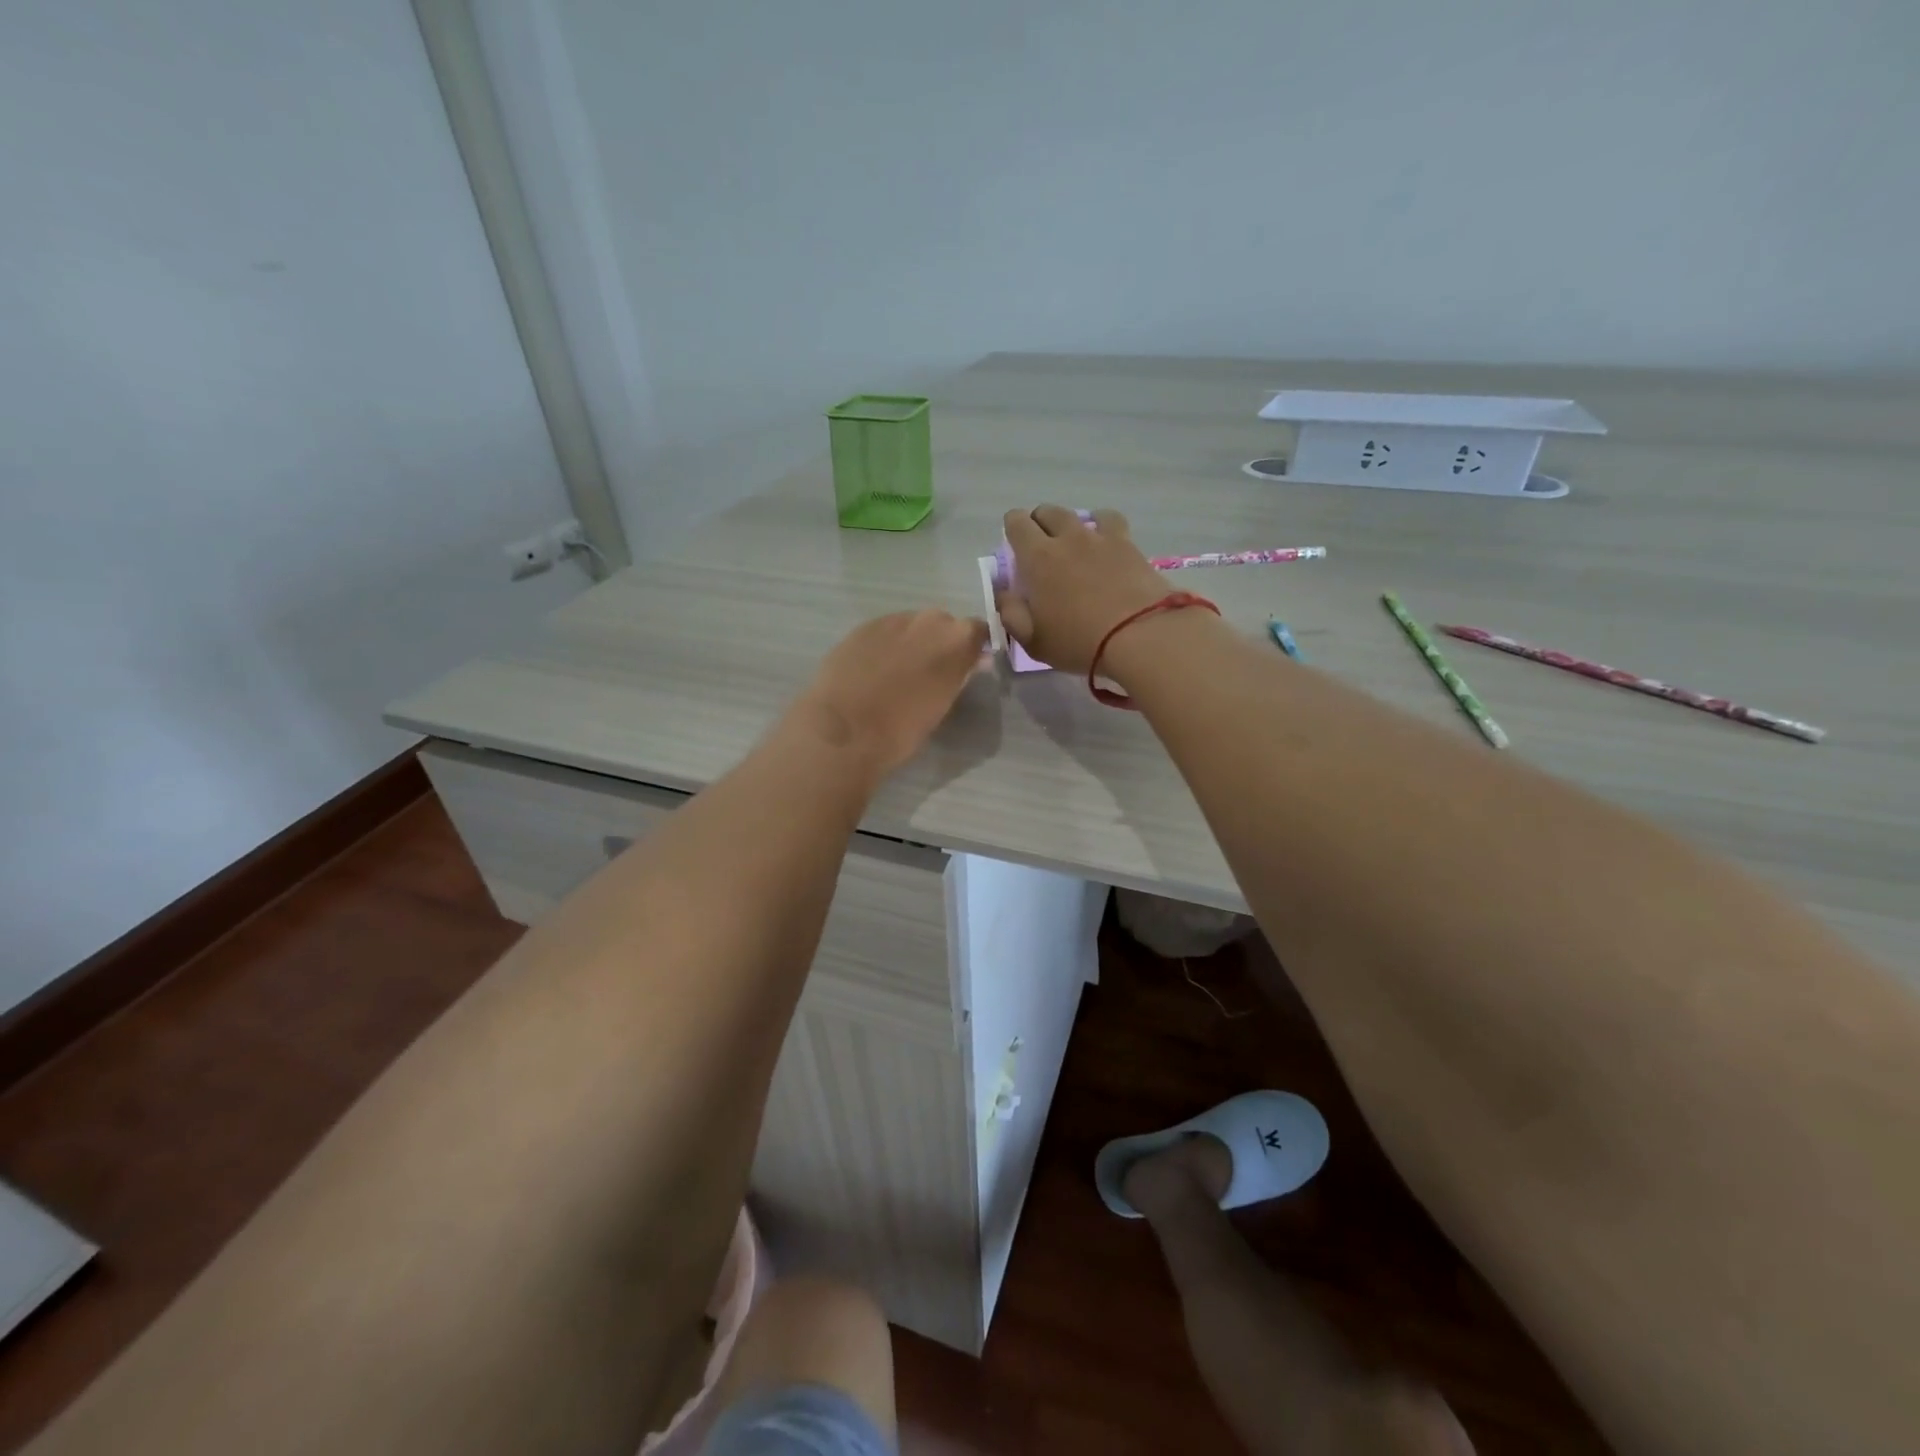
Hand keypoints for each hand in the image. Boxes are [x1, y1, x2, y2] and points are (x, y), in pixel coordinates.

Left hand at [791, 610, 988, 778]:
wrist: (845, 730)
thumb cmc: (902, 729)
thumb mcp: (942, 705)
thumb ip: (957, 676)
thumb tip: (967, 664)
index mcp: (956, 641)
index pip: (978, 631)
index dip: (973, 647)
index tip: (968, 664)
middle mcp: (927, 621)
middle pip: (942, 624)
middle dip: (940, 642)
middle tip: (930, 672)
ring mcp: (891, 621)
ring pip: (910, 626)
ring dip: (910, 643)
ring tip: (897, 673)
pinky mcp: (861, 628)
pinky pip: (883, 632)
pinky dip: (883, 646)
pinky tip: (872, 671)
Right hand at [996, 505, 1169, 672]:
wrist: (1140, 635)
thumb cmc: (1078, 641)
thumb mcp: (1033, 640)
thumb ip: (1011, 614)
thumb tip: (1004, 595)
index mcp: (1037, 558)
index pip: (1016, 523)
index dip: (1012, 529)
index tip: (1015, 547)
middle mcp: (1068, 537)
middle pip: (1048, 512)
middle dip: (1040, 524)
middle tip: (1043, 548)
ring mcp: (1101, 538)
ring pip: (1081, 513)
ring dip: (1073, 524)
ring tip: (1076, 543)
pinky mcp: (1129, 545)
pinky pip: (1112, 521)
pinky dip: (1104, 526)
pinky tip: (1106, 544)